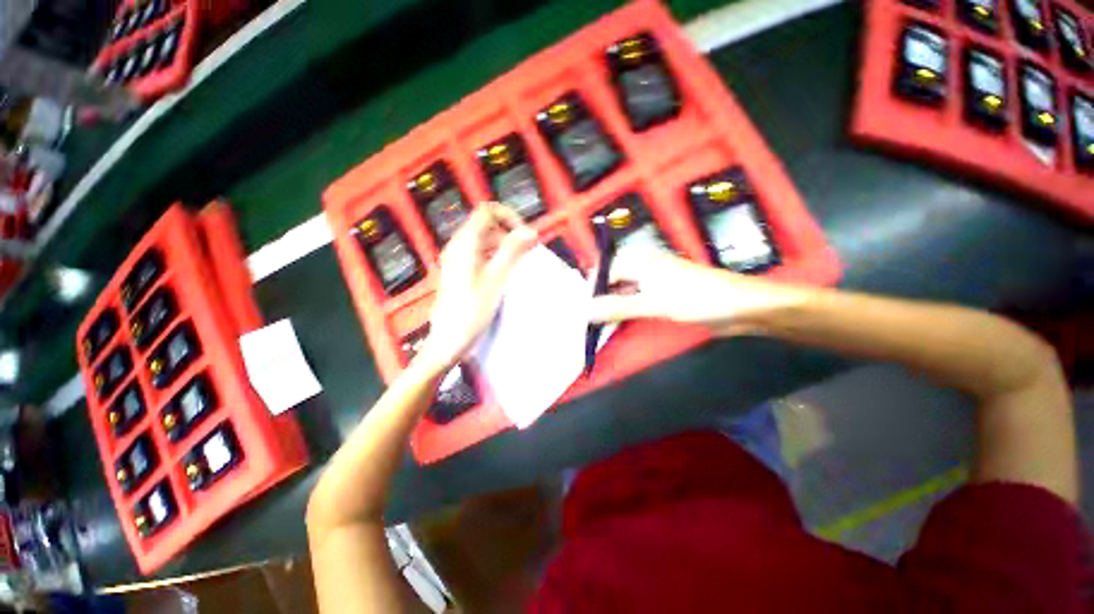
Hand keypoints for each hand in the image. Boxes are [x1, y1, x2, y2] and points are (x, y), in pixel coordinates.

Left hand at [418, 204, 537, 369]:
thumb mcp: (496, 280)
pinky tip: (505, 272)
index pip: (487, 212)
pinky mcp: (459, 271)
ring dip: (503, 245)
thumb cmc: (472, 310)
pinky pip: (480, 254)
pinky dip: (495, 256)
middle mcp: (458, 246)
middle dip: (508, 232)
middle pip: (486, 225)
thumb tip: (530, 232)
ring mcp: (457, 259)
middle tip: (527, 251)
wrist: (449, 340)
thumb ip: (512, 252)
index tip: (524, 235)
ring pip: (484, 240)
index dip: (508, 217)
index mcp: (464, 243)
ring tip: (519, 262)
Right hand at [587, 246, 804, 333]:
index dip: (590, 291)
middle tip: (585, 320)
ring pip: (621, 292)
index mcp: (639, 260)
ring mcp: (652, 281)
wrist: (740, 307)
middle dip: (598, 299)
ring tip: (596, 324)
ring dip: (610, 307)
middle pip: (611, 281)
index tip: (580, 312)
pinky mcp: (660, 295)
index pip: (603, 272)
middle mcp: (642, 267)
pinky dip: (624, 311)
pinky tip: (617, 323)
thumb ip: (617, 307)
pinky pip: (634, 301)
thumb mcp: (653, 303)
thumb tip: (585, 312)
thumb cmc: (696, 298)